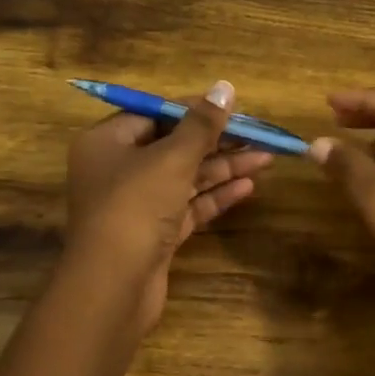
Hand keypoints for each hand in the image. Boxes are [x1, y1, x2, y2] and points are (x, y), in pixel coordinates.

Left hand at [61, 81, 272, 331]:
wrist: (112, 288)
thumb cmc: (135, 207)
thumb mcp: (171, 158)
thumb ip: (201, 124)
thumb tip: (224, 87)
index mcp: (107, 142)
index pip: (155, 114)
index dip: (194, 108)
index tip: (232, 106)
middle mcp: (117, 169)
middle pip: (173, 145)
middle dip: (217, 140)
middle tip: (259, 134)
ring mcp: (135, 205)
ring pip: (185, 177)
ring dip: (224, 167)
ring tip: (267, 157)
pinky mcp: (153, 234)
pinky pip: (187, 206)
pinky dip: (215, 195)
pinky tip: (249, 186)